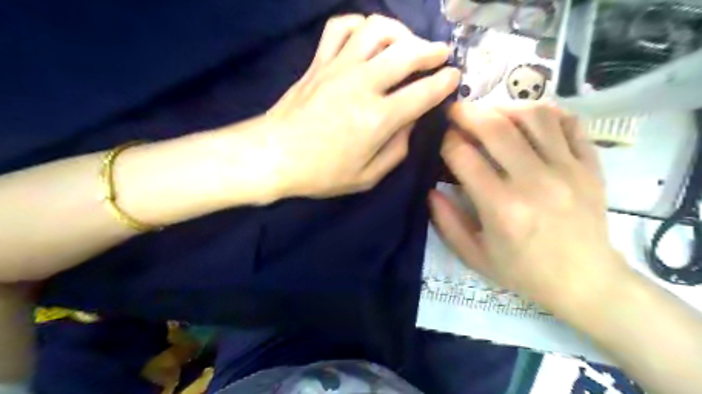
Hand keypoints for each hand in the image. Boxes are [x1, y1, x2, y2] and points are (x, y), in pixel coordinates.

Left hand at [260, 15, 457, 196]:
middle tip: (441, 55)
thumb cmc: (321, 173)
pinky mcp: (319, 62)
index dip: (444, 83)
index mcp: (378, 119)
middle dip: (431, 50)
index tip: (453, 77)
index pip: (423, 92)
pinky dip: (360, 24)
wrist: (273, 156)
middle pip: (407, 53)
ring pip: (377, 30)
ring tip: (407, 43)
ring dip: (400, 32)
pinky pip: (340, 27)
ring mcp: (338, 68)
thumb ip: (396, 150)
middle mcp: (362, 85)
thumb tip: (411, 123)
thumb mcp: (367, 177)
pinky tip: (368, 36)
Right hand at [431, 101, 626, 317]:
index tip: (439, 140)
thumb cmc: (523, 272)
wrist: (585, 282)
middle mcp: (534, 182)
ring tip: (489, 114)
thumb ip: (446, 222)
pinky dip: (544, 113)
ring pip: (533, 116)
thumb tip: (430, 189)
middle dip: (467, 113)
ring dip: (503, 107)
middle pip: (496, 128)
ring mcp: (568, 170)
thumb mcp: (474, 256)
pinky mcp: (589, 166)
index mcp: (502, 209)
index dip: (445, 141)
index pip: (463, 157)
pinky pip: (569, 123)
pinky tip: (527, 120)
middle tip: (454, 110)